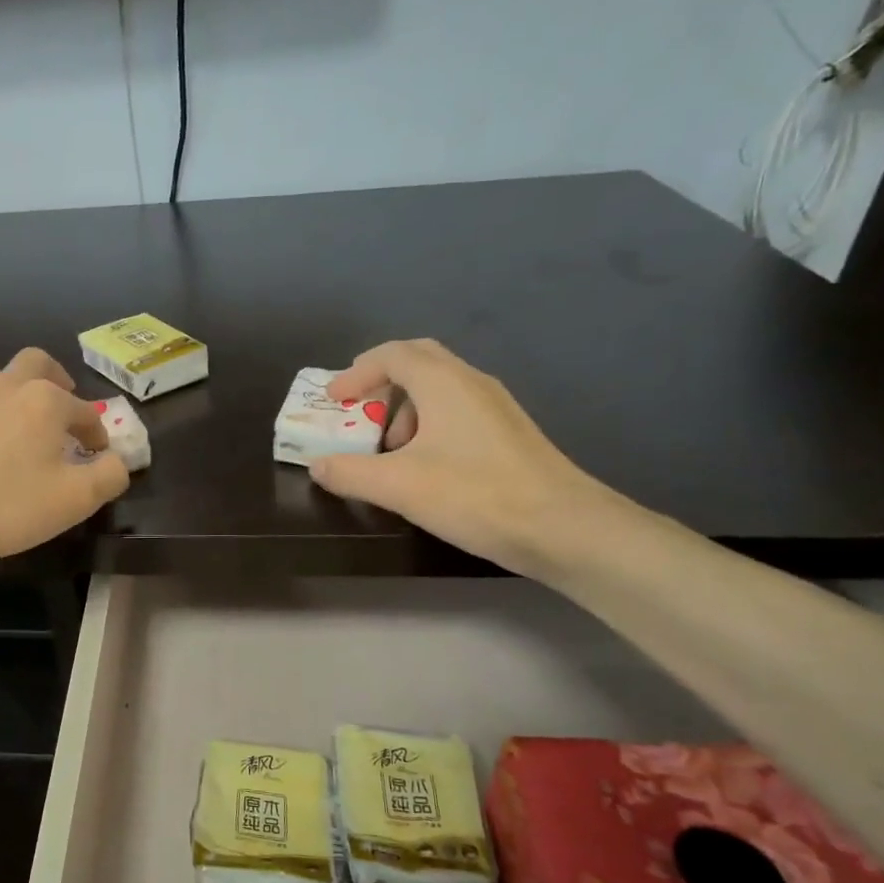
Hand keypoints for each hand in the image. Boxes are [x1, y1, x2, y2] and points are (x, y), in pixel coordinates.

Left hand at [0, 348, 129, 568]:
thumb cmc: (5, 505)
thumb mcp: (74, 500)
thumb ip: (108, 476)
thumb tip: (117, 461)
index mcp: (45, 401)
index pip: (85, 411)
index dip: (97, 434)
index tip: (97, 455)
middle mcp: (6, 387)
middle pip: (38, 364)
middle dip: (57, 381)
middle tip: (62, 407)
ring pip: (1, 383)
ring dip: (19, 399)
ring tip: (22, 435)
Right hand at [310, 340, 615, 574]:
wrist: (565, 528)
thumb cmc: (476, 495)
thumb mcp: (398, 486)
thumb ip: (349, 473)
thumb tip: (318, 465)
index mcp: (443, 383)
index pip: (392, 354)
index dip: (356, 372)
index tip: (334, 400)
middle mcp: (471, 383)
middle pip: (419, 360)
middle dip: (381, 381)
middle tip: (358, 407)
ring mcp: (495, 407)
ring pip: (440, 387)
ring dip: (405, 407)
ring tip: (389, 448)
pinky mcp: (508, 433)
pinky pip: (457, 410)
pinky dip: (429, 424)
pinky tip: (425, 465)